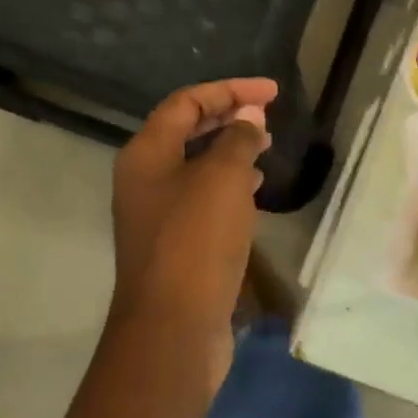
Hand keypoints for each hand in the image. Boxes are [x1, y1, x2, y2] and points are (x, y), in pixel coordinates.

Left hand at [109, 77, 277, 387]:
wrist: (173, 327)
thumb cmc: (196, 242)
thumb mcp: (222, 179)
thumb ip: (237, 140)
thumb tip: (248, 116)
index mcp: (146, 154)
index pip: (186, 102)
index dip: (230, 90)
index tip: (272, 93)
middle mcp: (145, 178)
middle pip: (186, 131)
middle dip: (228, 117)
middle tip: (267, 115)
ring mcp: (157, 213)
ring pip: (195, 166)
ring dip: (230, 150)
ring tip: (266, 146)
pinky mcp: (174, 243)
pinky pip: (202, 198)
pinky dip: (229, 185)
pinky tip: (255, 190)